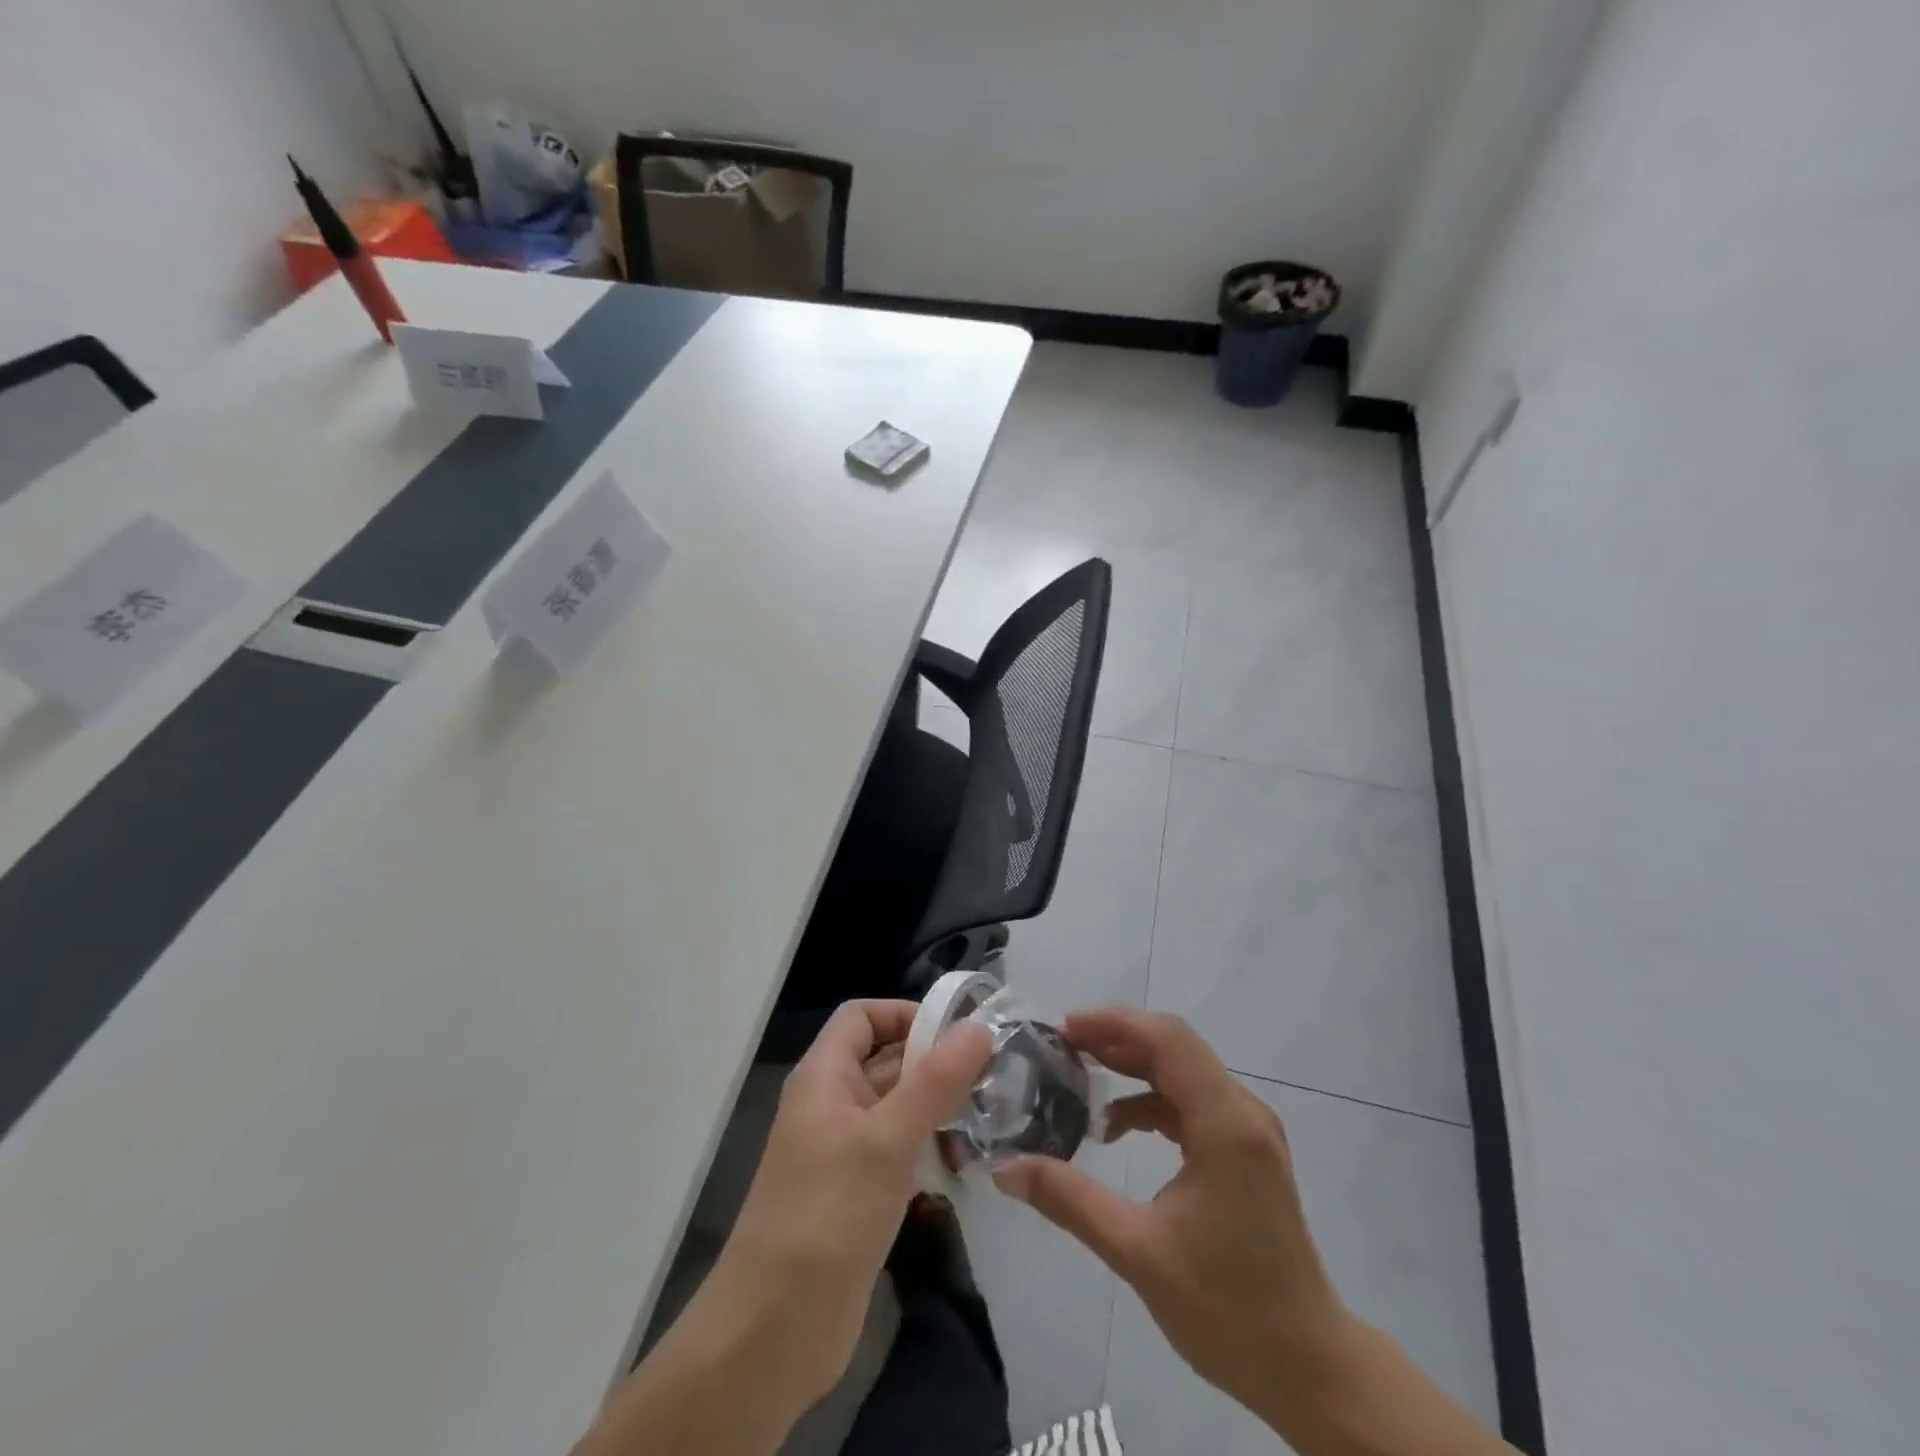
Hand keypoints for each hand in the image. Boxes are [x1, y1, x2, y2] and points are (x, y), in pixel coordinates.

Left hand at [708, 1000, 991, 1408]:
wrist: (773, 1333)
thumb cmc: (827, 1215)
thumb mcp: (888, 1139)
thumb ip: (936, 1080)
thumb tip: (979, 1026)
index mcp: (824, 1077)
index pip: (862, 1017)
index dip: (905, 1013)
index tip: (958, 1032)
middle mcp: (832, 1105)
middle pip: (886, 1061)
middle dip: (935, 1063)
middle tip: (995, 1073)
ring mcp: (844, 1153)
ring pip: (897, 1110)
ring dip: (939, 1109)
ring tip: (993, 1115)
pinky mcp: (858, 1196)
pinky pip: (899, 1153)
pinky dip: (930, 1150)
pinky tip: (969, 1163)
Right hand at [992, 1007, 1348, 1427]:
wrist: (1310, 1368)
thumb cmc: (1229, 1309)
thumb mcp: (1138, 1253)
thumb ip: (1070, 1200)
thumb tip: (1004, 1169)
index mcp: (1226, 1123)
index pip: (1167, 1040)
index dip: (1114, 1023)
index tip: (1063, 1029)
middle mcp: (1242, 1111)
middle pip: (1174, 1047)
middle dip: (1116, 1039)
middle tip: (1061, 1047)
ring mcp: (1248, 1130)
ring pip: (1182, 1071)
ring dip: (1131, 1067)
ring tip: (1079, 1075)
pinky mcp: (1245, 1150)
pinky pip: (1192, 1101)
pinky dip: (1150, 1101)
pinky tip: (1116, 1130)